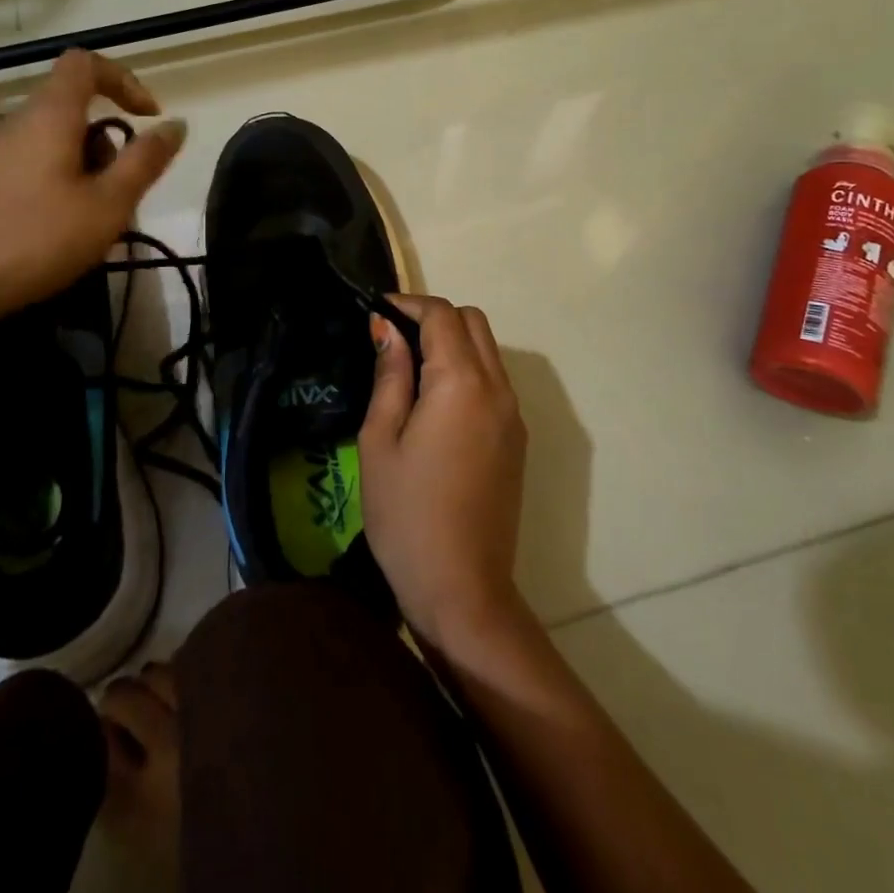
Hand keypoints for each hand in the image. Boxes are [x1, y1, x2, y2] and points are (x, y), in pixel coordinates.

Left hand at [0, 49, 183, 346]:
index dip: (124, 80)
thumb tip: (176, 124)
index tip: (149, 116)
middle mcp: (11, 124)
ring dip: (80, 170)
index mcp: (47, 116)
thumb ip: (145, 161)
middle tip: (119, 196)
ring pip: (47, 144)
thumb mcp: (108, 205)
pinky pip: (23, 168)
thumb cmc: (35, 240)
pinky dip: (50, 185)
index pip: (85, 64)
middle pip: (70, 111)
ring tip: (88, 223)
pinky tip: (49, 234)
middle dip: (106, 146)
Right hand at [359, 295, 529, 653]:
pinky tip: (435, 399)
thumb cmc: (406, 514)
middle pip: (472, 322)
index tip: (376, 311)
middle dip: (434, 316)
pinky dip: (468, 368)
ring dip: (453, 342)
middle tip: (393, 338)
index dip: (408, 303)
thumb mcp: (381, 440)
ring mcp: (514, 414)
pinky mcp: (518, 438)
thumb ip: (390, 374)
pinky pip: (495, 380)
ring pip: (488, 349)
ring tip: (410, 367)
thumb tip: (387, 327)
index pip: (442, 315)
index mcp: (461, 383)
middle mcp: (498, 388)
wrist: (462, 588)